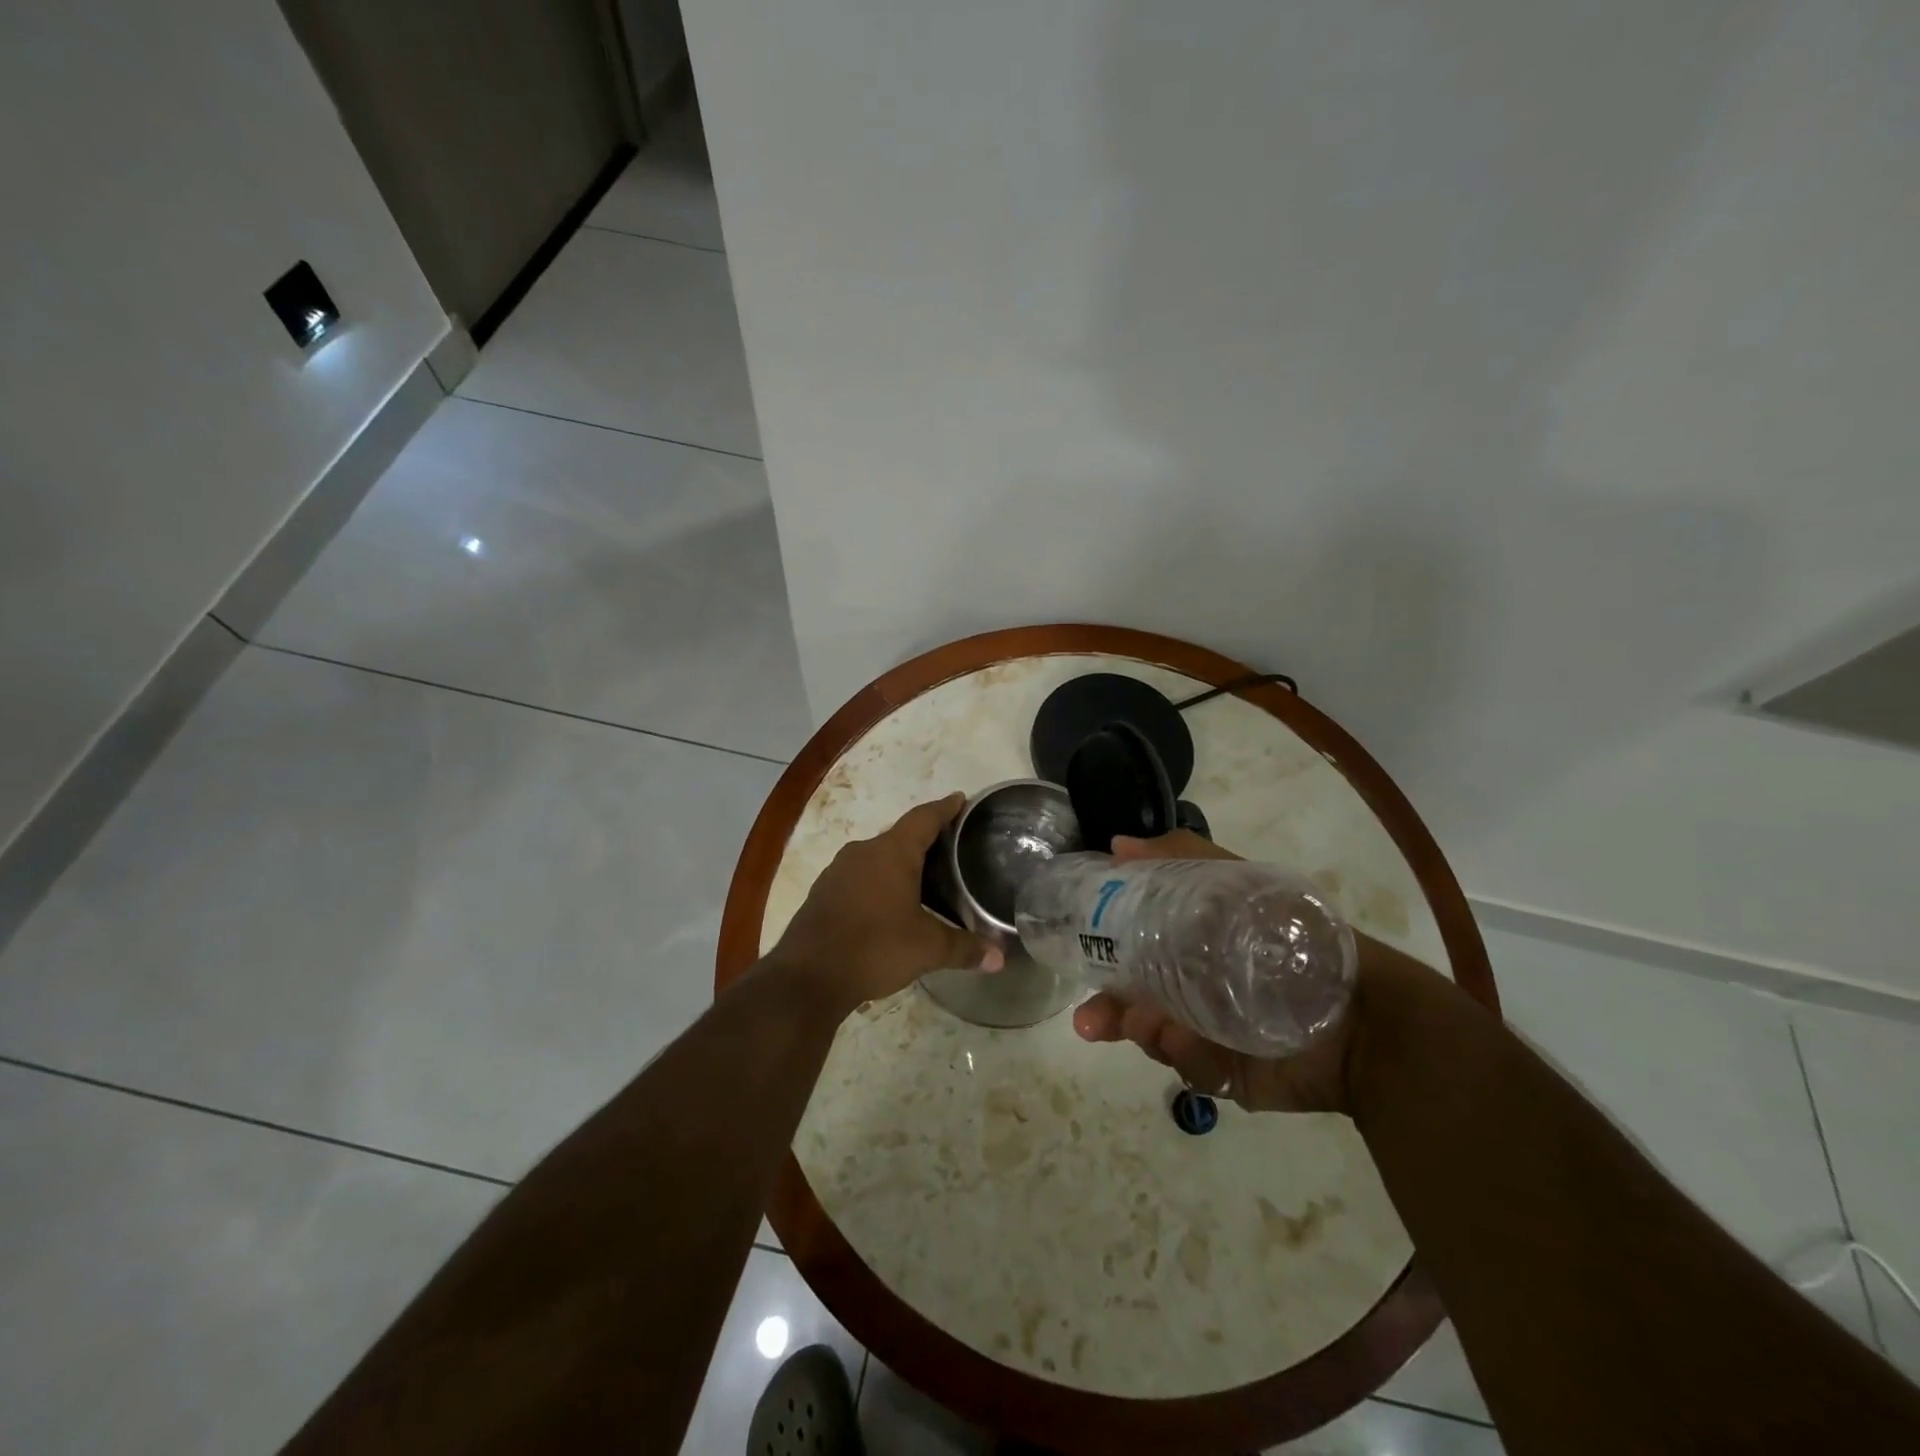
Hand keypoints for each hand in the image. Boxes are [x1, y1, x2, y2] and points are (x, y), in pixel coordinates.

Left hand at [769, 793, 1001, 1014]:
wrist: (808, 976)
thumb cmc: (875, 948)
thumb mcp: (927, 949)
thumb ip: (964, 948)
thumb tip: (999, 958)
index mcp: (892, 852)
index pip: (924, 818)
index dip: (945, 808)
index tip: (960, 799)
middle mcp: (863, 851)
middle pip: (900, 836)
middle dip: (925, 839)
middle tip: (951, 848)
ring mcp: (838, 871)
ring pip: (877, 857)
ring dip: (899, 863)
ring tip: (924, 878)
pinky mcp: (824, 892)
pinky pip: (859, 876)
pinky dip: (878, 882)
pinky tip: (889, 904)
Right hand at [1070, 830, 1356, 1113]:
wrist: (1364, 1018)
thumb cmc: (1291, 937)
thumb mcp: (1236, 882)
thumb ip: (1180, 858)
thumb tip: (1116, 846)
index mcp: (1189, 940)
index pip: (1132, 941)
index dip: (1101, 945)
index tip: (1076, 945)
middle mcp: (1191, 983)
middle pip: (1134, 996)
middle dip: (1107, 1009)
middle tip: (1089, 1020)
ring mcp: (1207, 1030)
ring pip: (1153, 1034)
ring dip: (1141, 1032)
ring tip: (1149, 1029)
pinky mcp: (1227, 1071)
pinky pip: (1190, 1067)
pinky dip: (1185, 1057)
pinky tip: (1190, 1045)